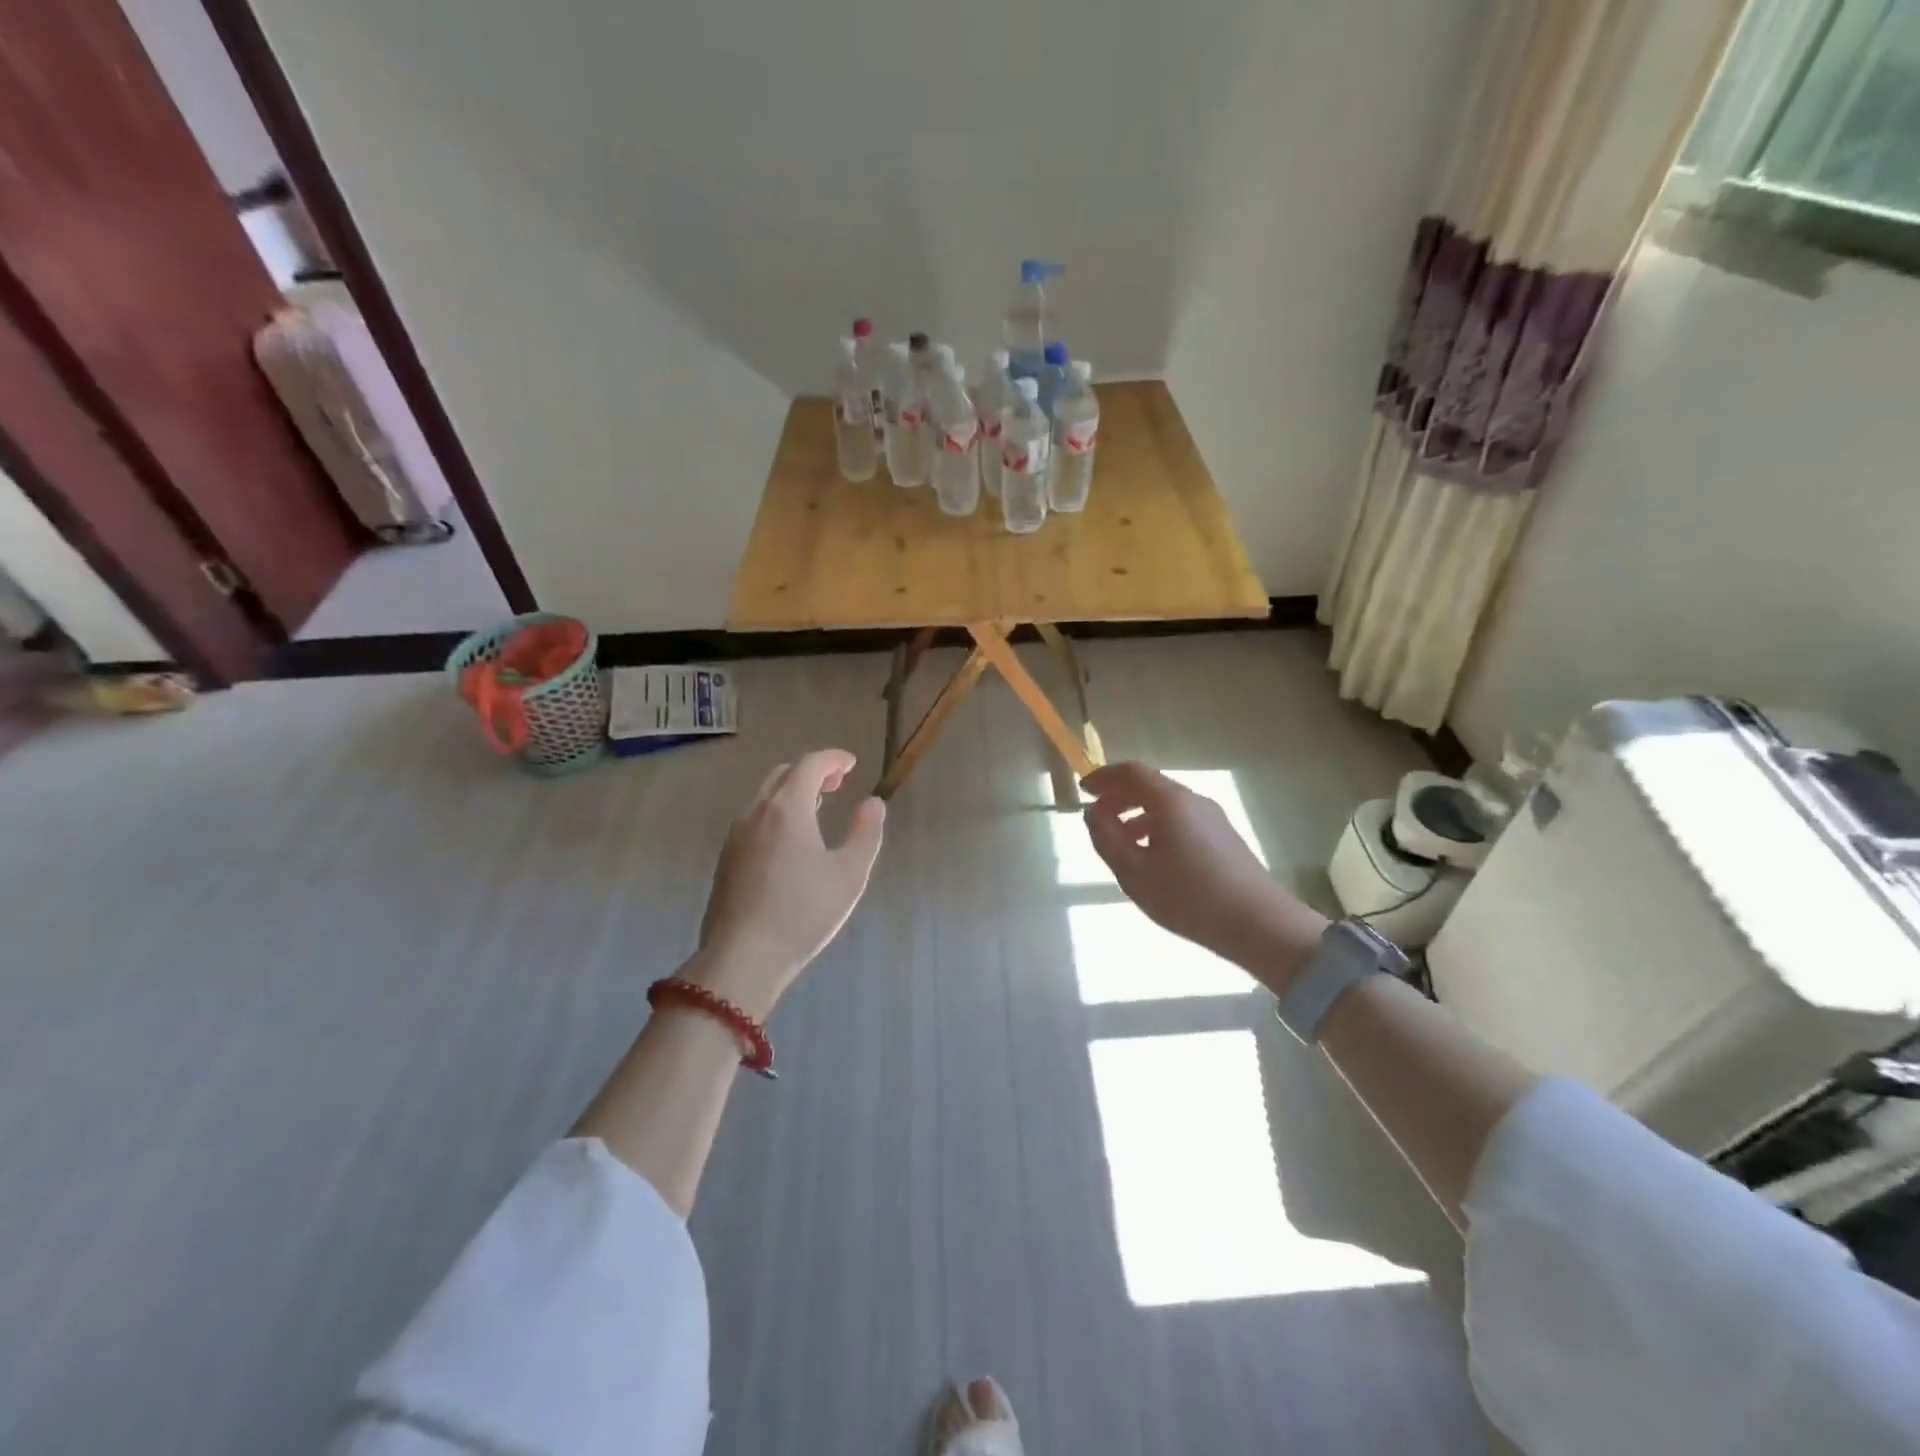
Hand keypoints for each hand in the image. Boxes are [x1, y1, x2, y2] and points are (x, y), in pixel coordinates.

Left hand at [692, 748, 886, 1016]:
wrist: (742, 958)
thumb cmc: (803, 913)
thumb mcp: (849, 874)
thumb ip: (865, 833)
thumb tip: (873, 803)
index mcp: (787, 808)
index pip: (810, 764)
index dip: (833, 759)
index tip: (851, 764)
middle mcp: (756, 813)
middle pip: (783, 775)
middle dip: (812, 772)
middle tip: (836, 784)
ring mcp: (735, 836)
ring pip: (764, 797)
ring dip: (791, 793)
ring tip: (815, 809)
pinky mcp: (725, 859)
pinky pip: (753, 820)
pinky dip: (775, 813)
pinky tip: (789, 841)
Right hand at [1081, 762, 1325, 993]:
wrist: (1259, 924)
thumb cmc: (1189, 897)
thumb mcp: (1134, 872)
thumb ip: (1107, 839)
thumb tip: (1092, 813)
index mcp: (1170, 801)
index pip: (1132, 772)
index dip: (1104, 777)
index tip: (1084, 790)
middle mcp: (1193, 801)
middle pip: (1150, 786)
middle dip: (1119, 797)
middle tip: (1097, 818)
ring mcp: (1213, 818)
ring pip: (1166, 805)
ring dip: (1137, 815)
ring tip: (1120, 843)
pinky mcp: (1224, 837)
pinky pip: (1182, 820)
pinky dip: (1157, 827)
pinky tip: (1151, 858)